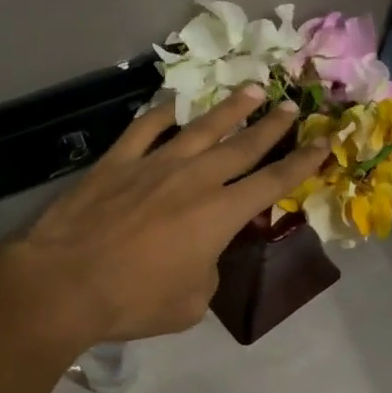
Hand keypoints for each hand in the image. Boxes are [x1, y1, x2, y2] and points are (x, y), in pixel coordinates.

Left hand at [3, 86, 330, 345]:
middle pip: (242, 145)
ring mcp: (153, 164)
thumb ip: (207, 273)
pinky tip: (174, 103)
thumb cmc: (133, 300)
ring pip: (200, 128)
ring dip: (229, 108)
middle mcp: (194, 178)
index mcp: (220, 214)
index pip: (273, 182)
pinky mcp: (116, 161)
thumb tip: (202, 256)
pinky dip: (162, 113)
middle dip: (271, 125)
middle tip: (291, 104)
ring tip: (252, 88)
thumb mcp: (190, 304)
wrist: (66, 281)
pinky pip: (145, 128)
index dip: (303, 162)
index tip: (325, 141)